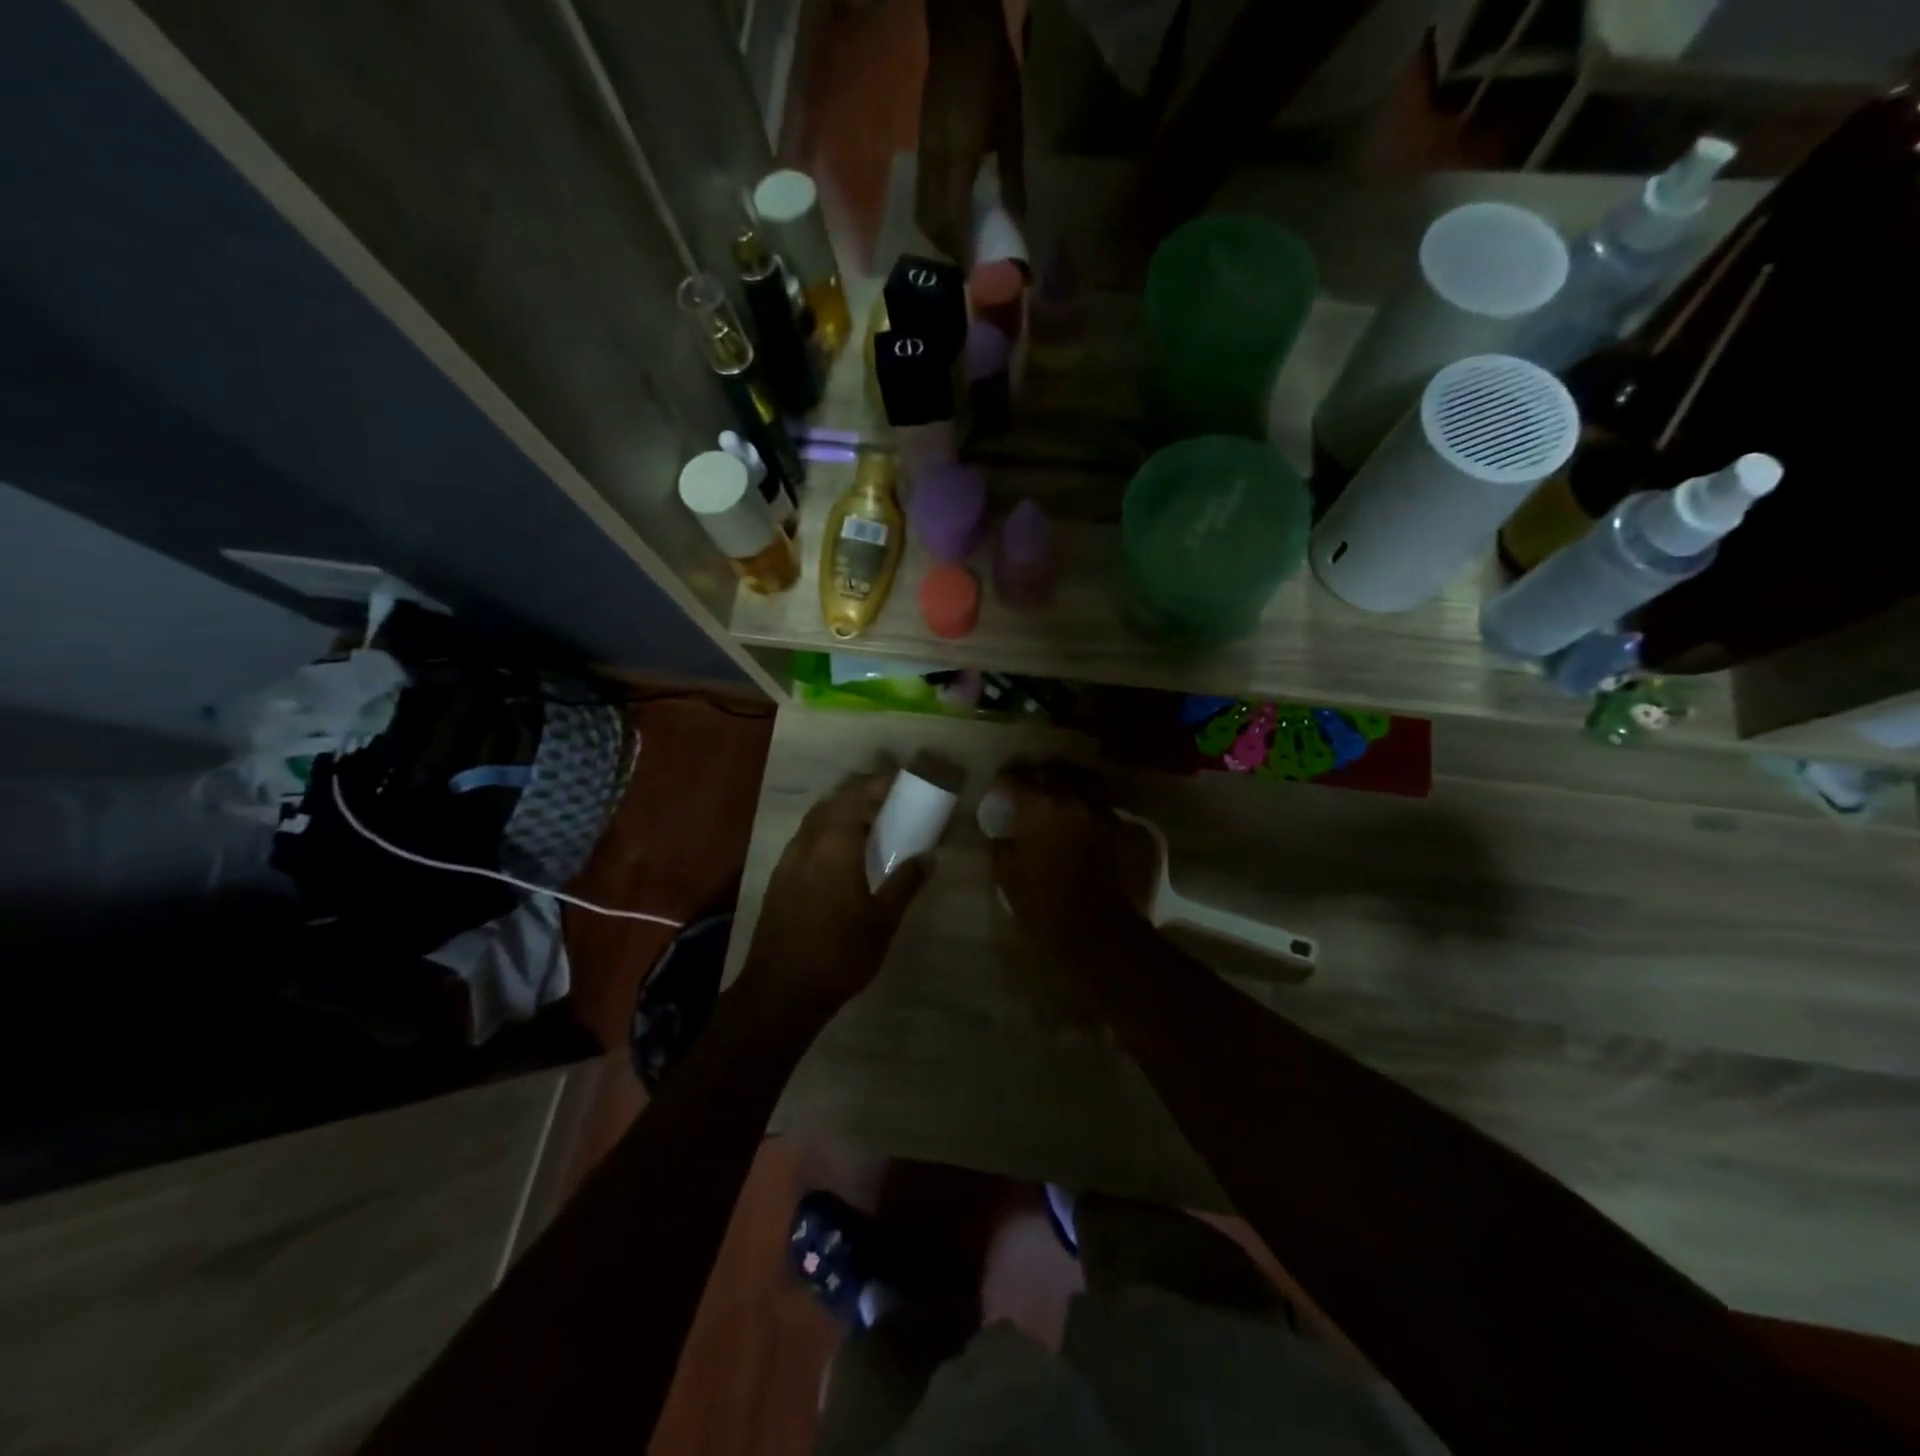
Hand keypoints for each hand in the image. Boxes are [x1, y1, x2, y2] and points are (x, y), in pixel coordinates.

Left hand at [739, 770, 933, 1022]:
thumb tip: (930, 857)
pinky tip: (840, 855)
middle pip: (833, 803)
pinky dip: (826, 833)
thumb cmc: (839, 953)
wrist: (781, 991)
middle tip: (887, 799)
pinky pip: (805, 840)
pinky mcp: (778, 879)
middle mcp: (807, 843)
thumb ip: (906, 883)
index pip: (856, 796)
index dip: (878, 783)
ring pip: (815, 820)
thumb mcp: (883, 920)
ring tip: (867, 824)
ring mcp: (788, 861)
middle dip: (859, 794)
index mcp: (835, 845)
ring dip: (840, 812)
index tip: (900, 780)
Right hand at [917, 0, 1025, 260]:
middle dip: (948, 249)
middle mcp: (933, 163)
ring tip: (961, 247)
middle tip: (969, 264)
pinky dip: (936, 216)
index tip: (975, 272)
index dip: (961, 250)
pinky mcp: (922, 150)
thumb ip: (1011, 179)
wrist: (959, 29)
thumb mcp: (1011, 127)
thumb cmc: (991, 75)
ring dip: (940, 235)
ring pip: (923, 212)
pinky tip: (954, 219)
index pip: (952, 219)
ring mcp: (924, 156)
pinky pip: (923, 196)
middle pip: (931, 222)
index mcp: (956, 158)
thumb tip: (1015, 222)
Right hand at [986, 763, 1151, 969]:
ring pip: (1086, 788)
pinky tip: (1090, 832)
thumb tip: (1001, 834)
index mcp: (1039, 806)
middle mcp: (1074, 799)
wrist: (1099, 932)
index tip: (999, 791)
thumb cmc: (1044, 904)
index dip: (1004, 782)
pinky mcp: (1129, 831)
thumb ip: (1001, 846)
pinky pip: (1106, 814)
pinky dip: (1094, 817)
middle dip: (1041, 779)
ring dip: (1072, 794)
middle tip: (1032, 793)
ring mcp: (1105, 813)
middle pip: (1054, 772)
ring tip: (1064, 808)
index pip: (1015, 778)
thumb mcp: (1007, 877)